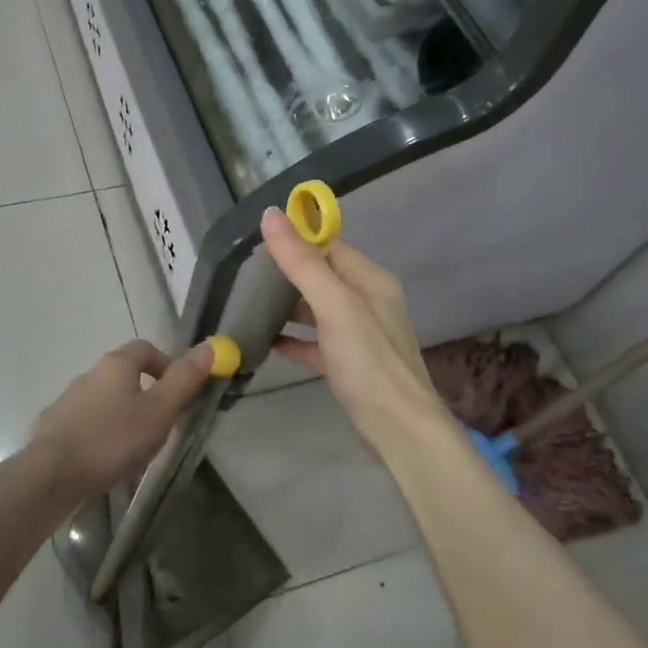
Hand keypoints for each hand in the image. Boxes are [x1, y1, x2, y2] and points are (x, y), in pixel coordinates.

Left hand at [29, 339, 215, 503]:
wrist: (50, 475)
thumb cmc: (112, 439)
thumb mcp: (159, 411)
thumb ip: (185, 380)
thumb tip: (211, 346)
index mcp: (116, 365)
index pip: (146, 348)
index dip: (167, 364)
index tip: (180, 391)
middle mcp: (89, 374)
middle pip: (124, 373)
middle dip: (146, 394)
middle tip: (161, 425)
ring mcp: (67, 401)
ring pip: (104, 400)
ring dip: (122, 415)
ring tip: (135, 448)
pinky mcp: (53, 427)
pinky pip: (85, 423)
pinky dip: (100, 433)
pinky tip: (105, 460)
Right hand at [263, 209, 449, 462]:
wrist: (400, 432)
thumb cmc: (369, 363)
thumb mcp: (335, 307)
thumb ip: (302, 263)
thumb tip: (271, 214)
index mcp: (370, 280)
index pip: (329, 246)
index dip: (295, 240)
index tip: (256, 244)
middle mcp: (368, 301)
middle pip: (322, 276)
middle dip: (287, 273)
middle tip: (246, 278)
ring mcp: (360, 335)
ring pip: (317, 309)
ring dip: (288, 306)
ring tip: (250, 306)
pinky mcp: (349, 364)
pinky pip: (317, 342)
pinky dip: (294, 340)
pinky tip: (268, 343)